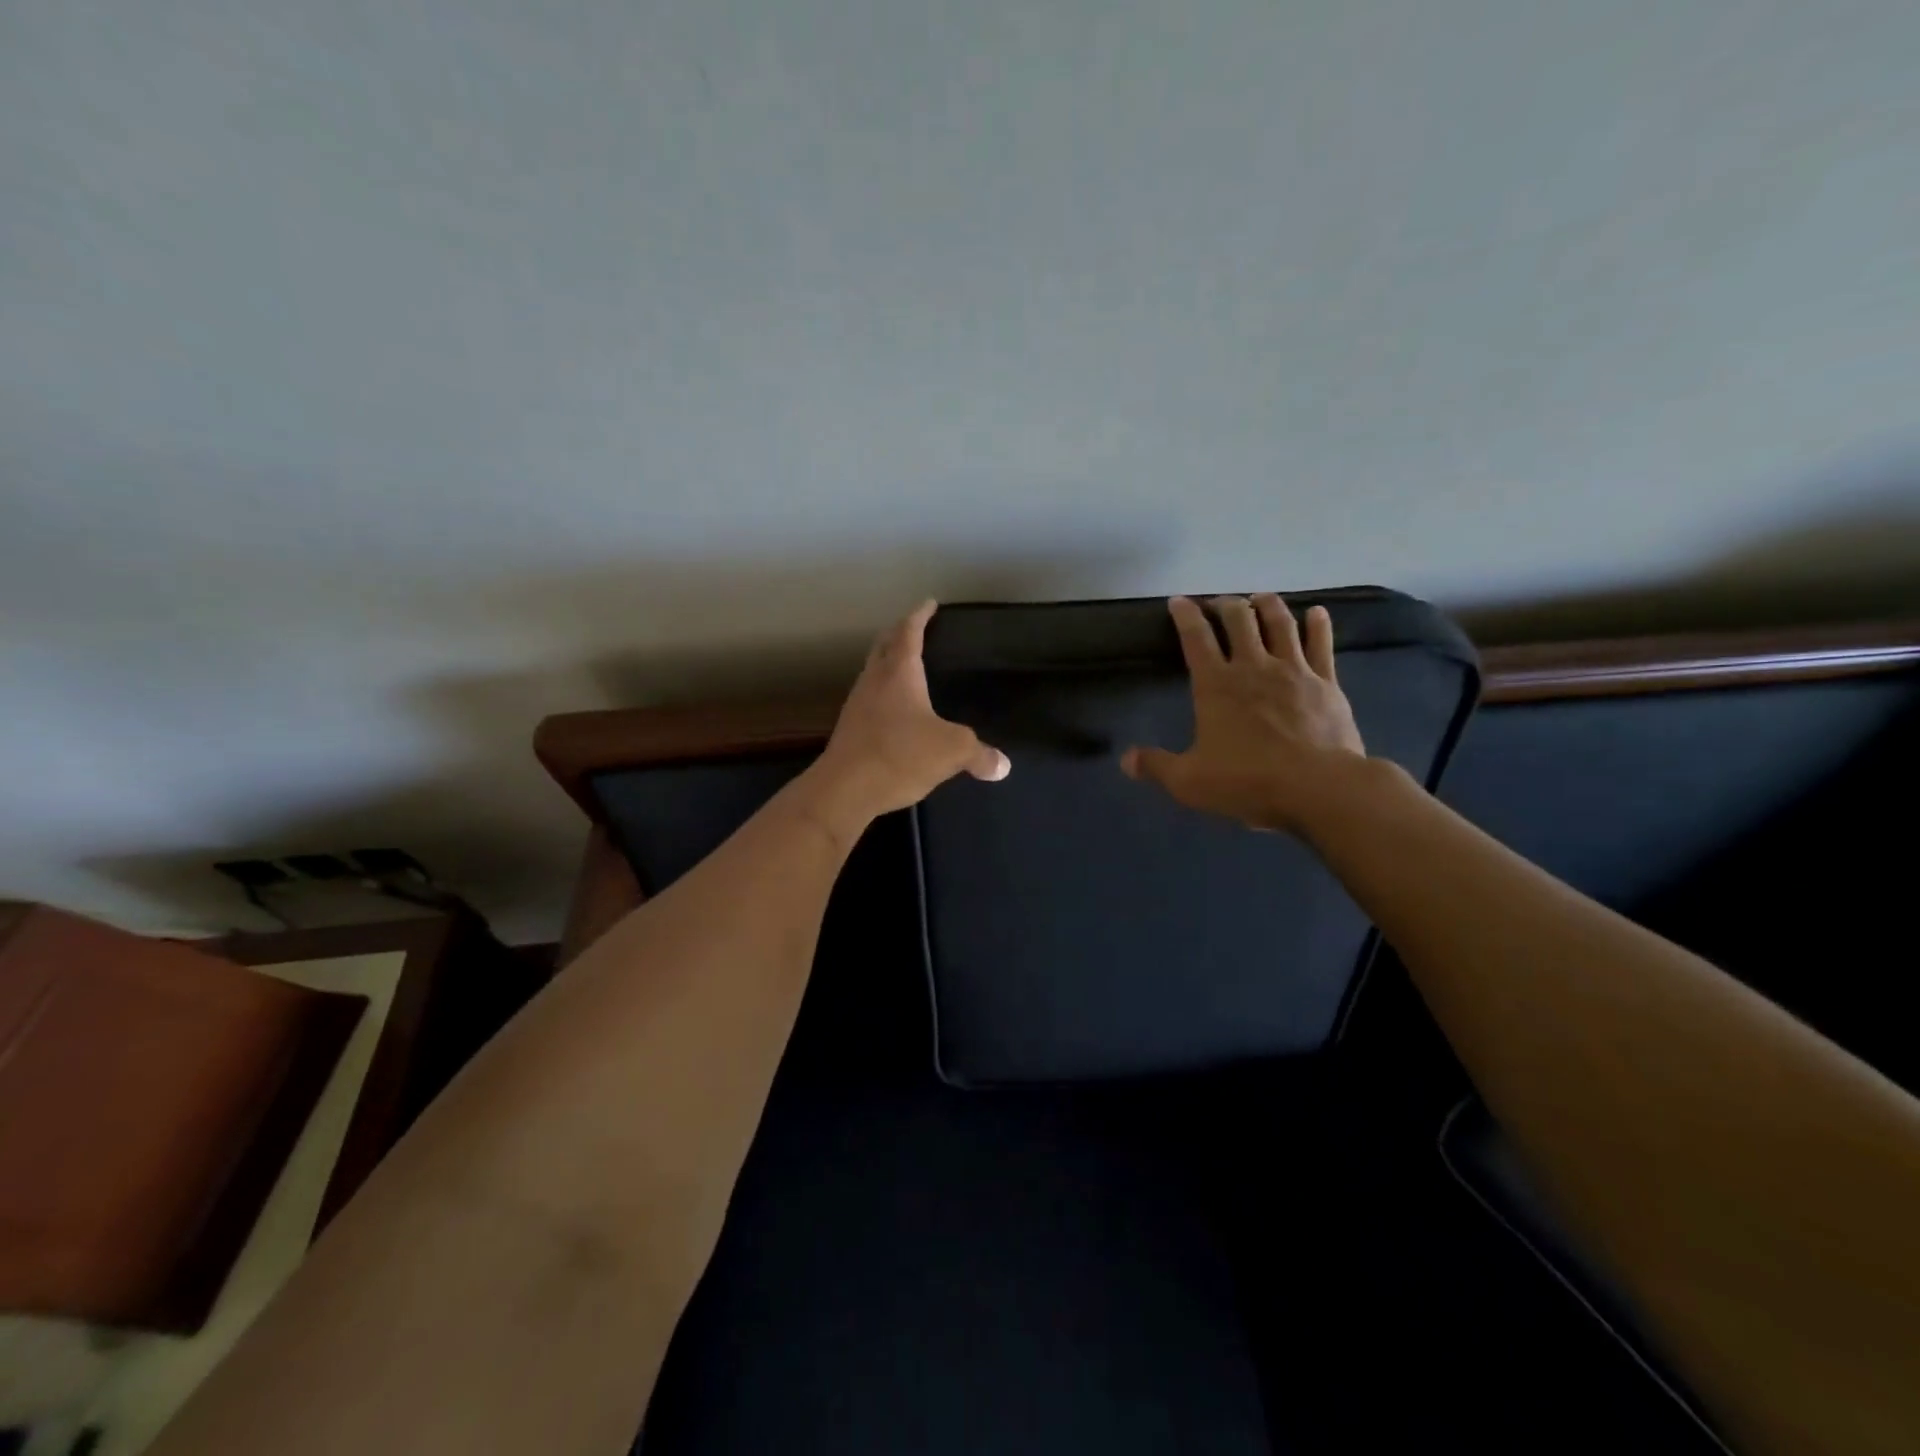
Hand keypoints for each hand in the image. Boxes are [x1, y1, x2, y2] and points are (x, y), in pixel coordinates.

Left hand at [810, 600, 1009, 824]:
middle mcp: (874, 680)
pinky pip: (869, 699)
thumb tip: (1003, 765)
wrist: (844, 789)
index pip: (909, 632)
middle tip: (915, 628)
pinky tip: (894, 710)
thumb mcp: (950, 751)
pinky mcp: (849, 729)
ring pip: (873, 671)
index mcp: (899, 673)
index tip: (929, 604)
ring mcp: (857, 704)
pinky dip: (883, 693)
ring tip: (906, 666)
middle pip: (884, 646)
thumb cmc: (900, 755)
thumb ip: (979, 754)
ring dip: (888, 663)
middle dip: (899, 633)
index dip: (920, 616)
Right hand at [1122, 594, 1365, 833]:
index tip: (1178, 600)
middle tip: (1219, 602)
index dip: (1185, 615)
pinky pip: (1321, 644)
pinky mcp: (1326, 682)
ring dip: (1267, 605)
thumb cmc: (1248, 781)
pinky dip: (1318, 625)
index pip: (1196, 638)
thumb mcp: (1189, 781)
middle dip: (1225, 604)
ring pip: (1280, 623)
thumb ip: (1156, 766)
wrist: (1318, 786)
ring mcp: (1293, 670)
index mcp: (1216, 685)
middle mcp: (1253, 667)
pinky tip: (1316, 612)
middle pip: (1238, 620)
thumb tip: (1126, 760)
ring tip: (1260, 598)